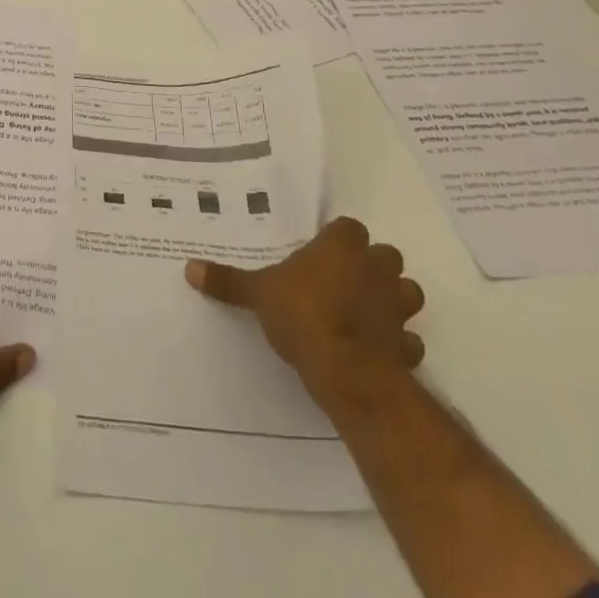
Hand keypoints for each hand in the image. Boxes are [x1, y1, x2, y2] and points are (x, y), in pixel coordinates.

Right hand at [185, 216, 424, 417]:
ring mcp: (397, 306)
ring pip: (407, 291)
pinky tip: (379, 349)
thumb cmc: (303, 315)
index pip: (348, 227)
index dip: (337, 239)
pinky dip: (399, 342)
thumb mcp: (257, 294)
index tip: (321, 253)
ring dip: (393, 298)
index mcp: (340, 248)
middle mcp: (374, 269)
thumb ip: (228, 281)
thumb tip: (190, 268)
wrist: (347, 370)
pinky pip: (409, 339)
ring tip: (366, 311)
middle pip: (384, 254)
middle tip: (342, 279)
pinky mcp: (408, 344)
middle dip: (370, 265)